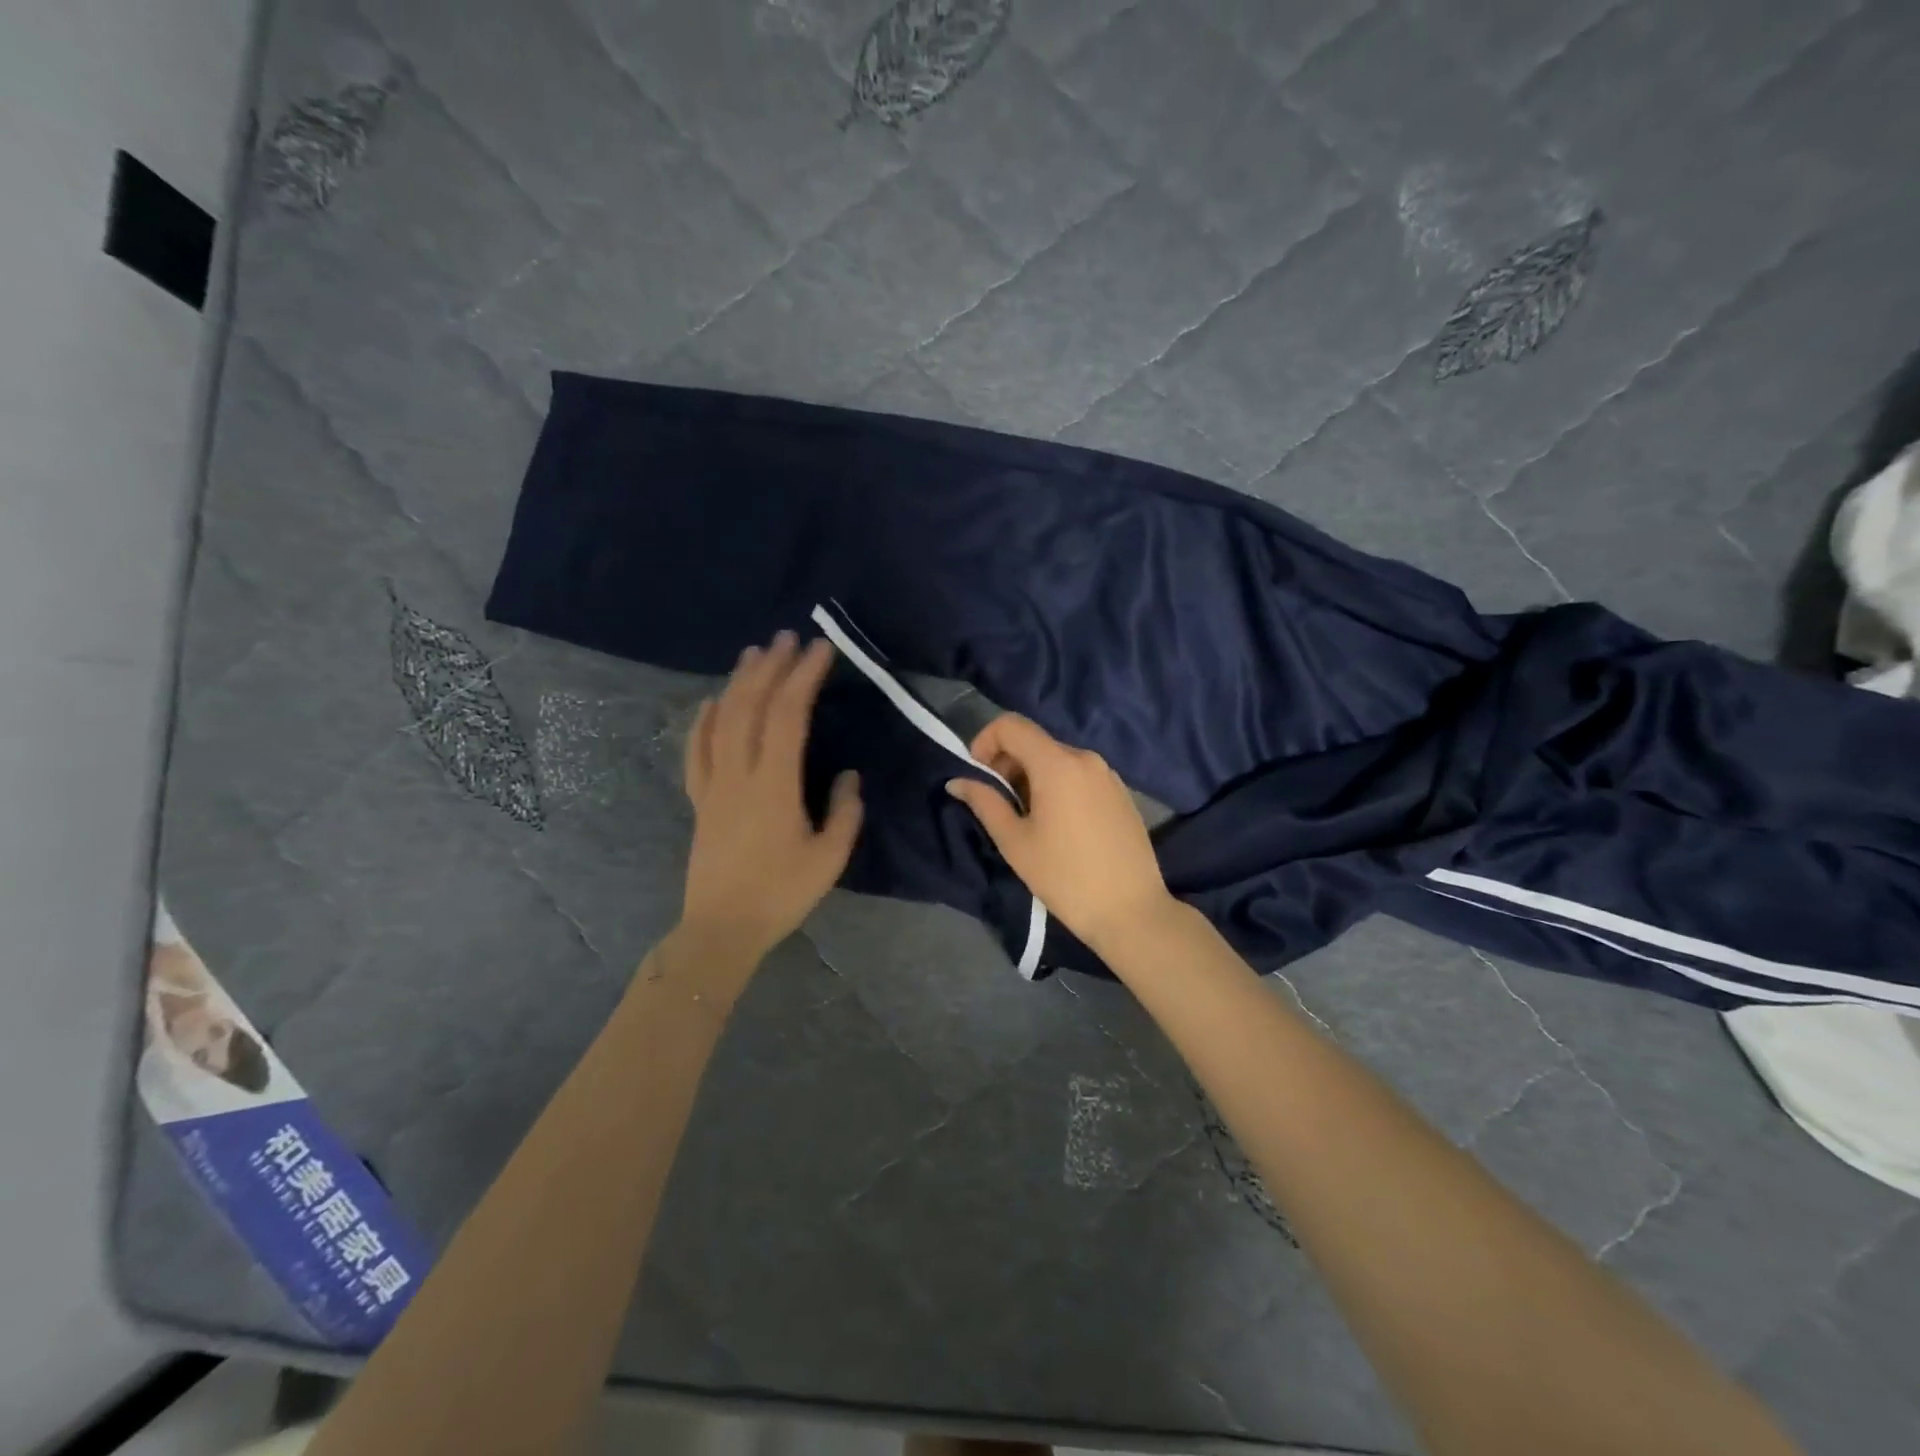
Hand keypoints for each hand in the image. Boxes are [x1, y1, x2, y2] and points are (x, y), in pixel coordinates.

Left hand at [679, 632, 862, 966]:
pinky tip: (710, 702)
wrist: (721, 929)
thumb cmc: (781, 895)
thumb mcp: (830, 857)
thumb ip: (844, 811)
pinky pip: (696, 751)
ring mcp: (713, 785)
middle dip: (771, 667)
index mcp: (774, 785)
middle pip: (751, 707)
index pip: (788, 716)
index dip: (803, 677)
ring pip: (721, 721)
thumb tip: (847, 775)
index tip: (820, 649)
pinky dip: (702, 721)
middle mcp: (739, 774)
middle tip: (788, 637)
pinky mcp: (700, 800)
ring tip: (754, 654)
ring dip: (738, 683)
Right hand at [945, 713, 1174, 953]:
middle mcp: (1085, 758)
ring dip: (1032, 777)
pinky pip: (1079, 775)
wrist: (1131, 911)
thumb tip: (957, 782)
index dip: (985, 741)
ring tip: (1028, 820)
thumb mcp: (1015, 842)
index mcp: (1057, 764)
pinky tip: (1059, 826)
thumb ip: (985, 803)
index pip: (1011, 725)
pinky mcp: (1121, 793)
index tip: (978, 776)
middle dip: (1007, 764)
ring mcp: (1108, 774)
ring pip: (1057, 759)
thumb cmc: (1065, 877)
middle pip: (1034, 741)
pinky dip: (1058, 786)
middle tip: (999, 805)